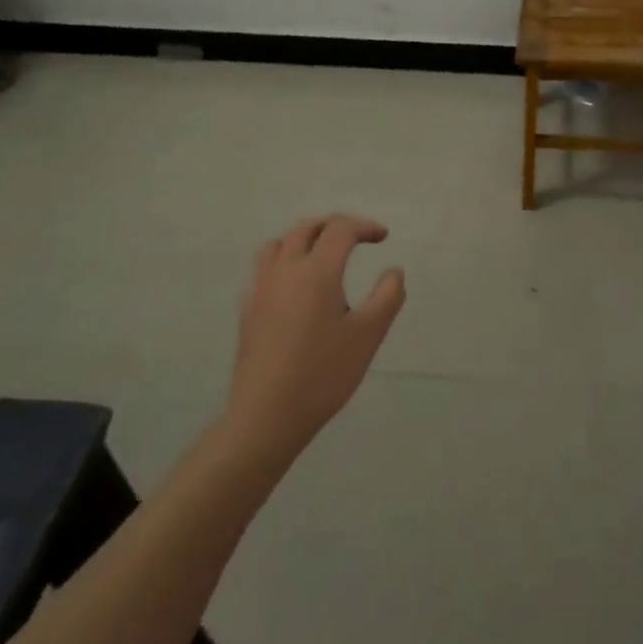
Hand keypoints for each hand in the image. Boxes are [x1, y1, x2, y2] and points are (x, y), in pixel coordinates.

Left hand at [224, 214, 406, 464]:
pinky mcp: (248, 310)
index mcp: (316, 271)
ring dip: (305, 237)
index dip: (364, 227)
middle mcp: (285, 271)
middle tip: (357, 237)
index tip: (383, 237)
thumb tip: (394, 271)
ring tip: (324, 252)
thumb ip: (388, 296)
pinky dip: (285, 259)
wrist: (266, 417)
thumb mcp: (369, 336)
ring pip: (279, 244)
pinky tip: (296, 284)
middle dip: (334, 225)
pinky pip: (265, 268)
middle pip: (306, 229)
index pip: (340, 230)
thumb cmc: (323, 374)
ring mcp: (261, 290)